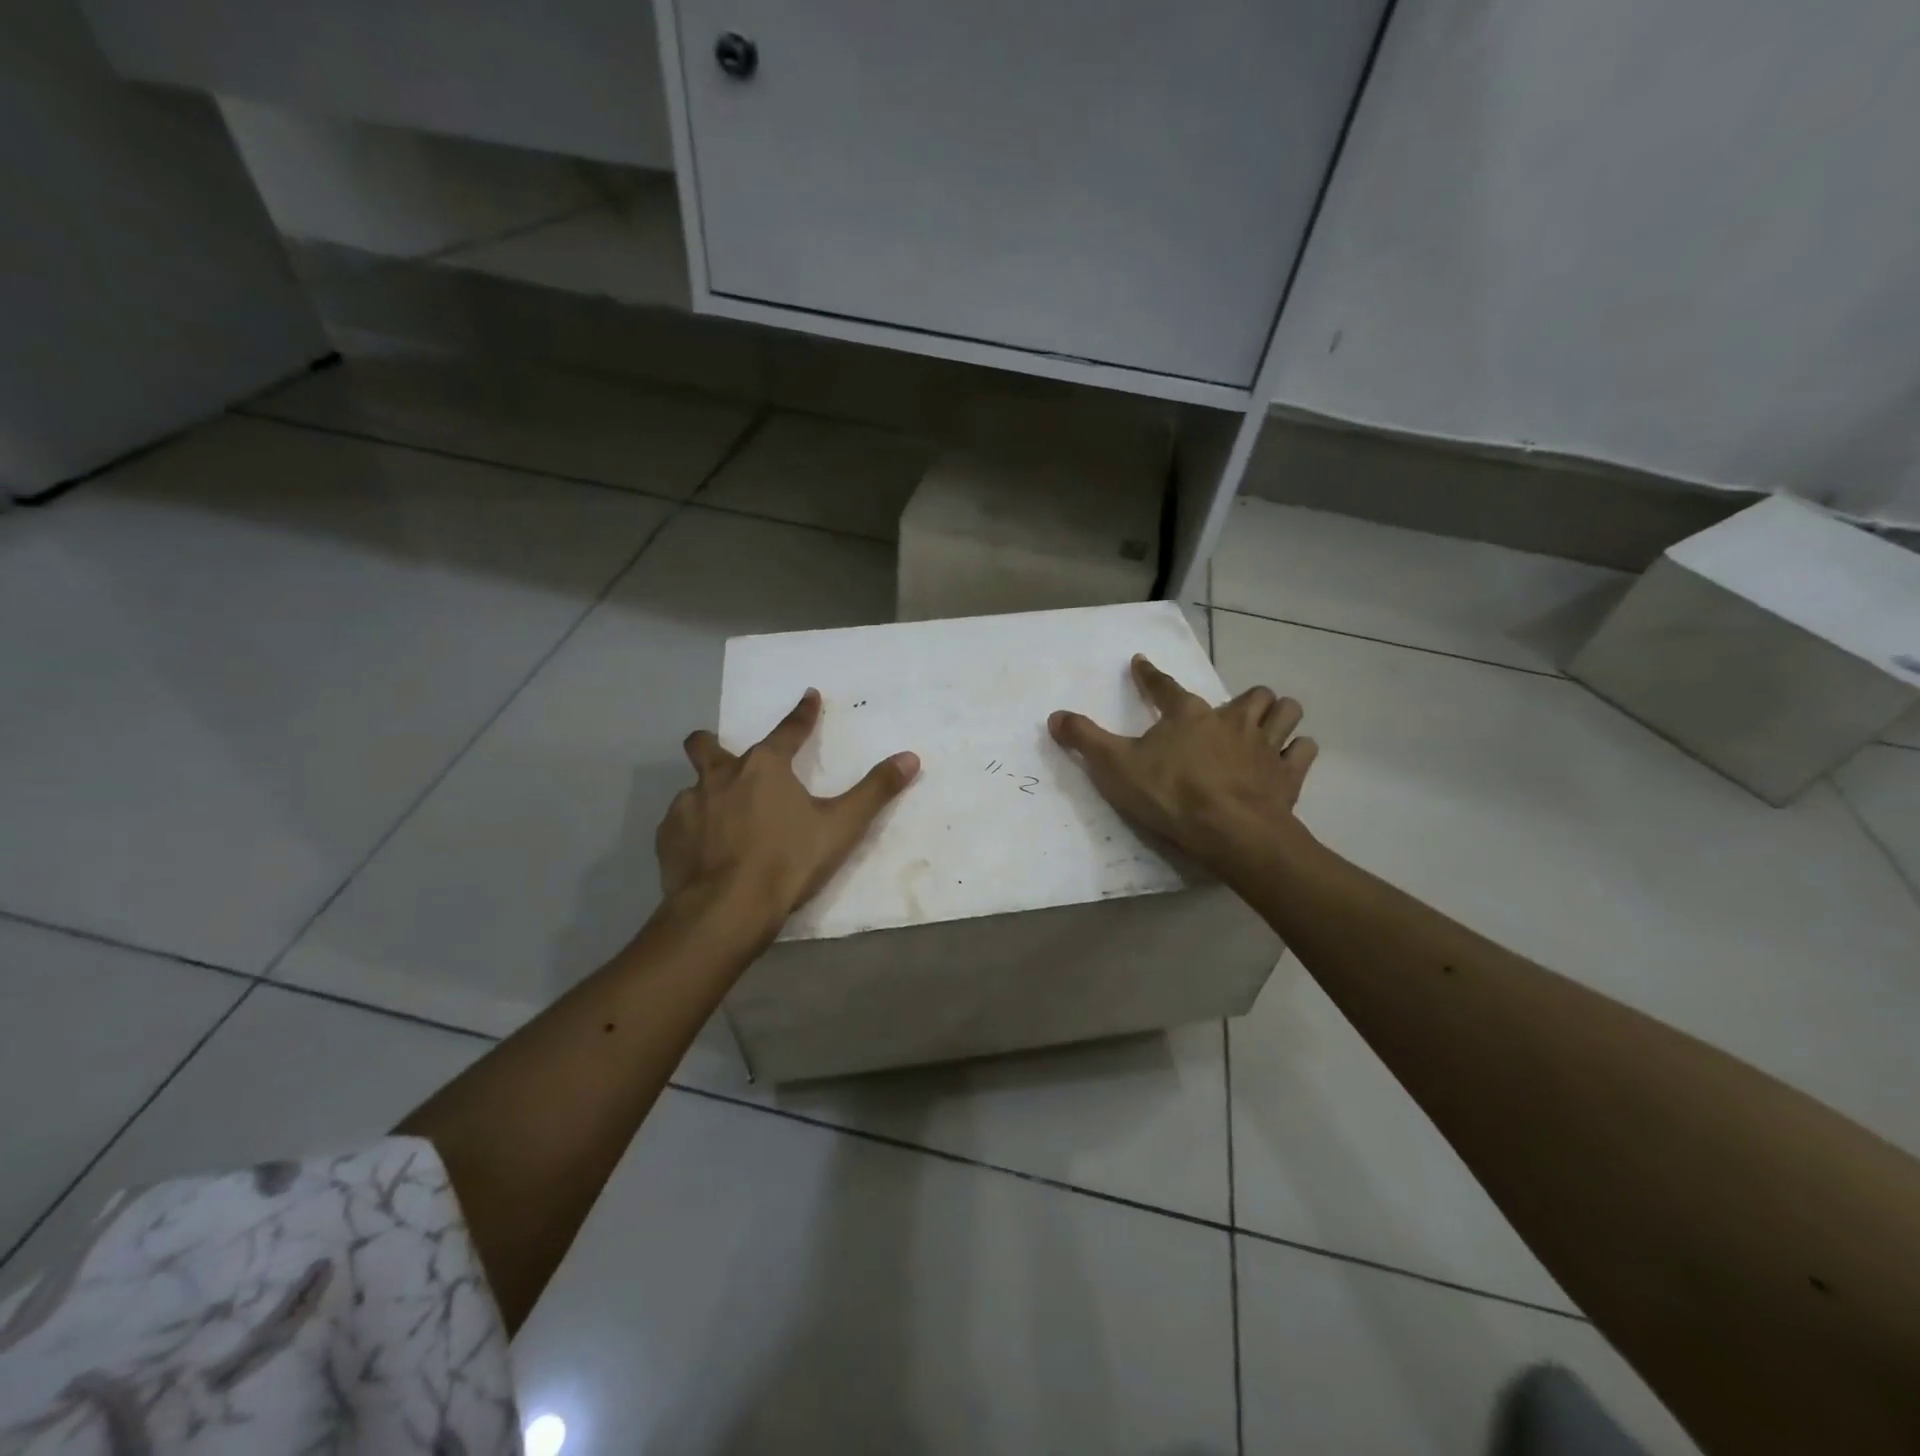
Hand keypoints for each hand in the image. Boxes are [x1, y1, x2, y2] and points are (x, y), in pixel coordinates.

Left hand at [658, 689, 918, 929]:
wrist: (725, 910)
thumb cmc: (788, 862)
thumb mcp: (841, 827)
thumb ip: (875, 790)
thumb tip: (910, 757)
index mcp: (765, 767)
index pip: (789, 729)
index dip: (803, 713)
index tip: (809, 696)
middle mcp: (721, 776)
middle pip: (706, 745)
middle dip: (713, 743)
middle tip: (728, 759)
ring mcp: (688, 805)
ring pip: (693, 787)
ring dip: (708, 795)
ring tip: (723, 822)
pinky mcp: (667, 837)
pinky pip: (679, 822)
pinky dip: (693, 829)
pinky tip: (704, 851)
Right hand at [1049, 655, 1318, 873]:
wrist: (1230, 831)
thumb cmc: (1170, 795)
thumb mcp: (1114, 767)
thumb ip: (1084, 739)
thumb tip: (1054, 716)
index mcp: (1187, 715)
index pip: (1163, 686)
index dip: (1149, 675)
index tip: (1142, 663)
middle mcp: (1231, 720)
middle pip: (1248, 695)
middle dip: (1242, 699)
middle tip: (1230, 713)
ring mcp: (1265, 745)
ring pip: (1285, 711)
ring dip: (1278, 715)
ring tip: (1267, 725)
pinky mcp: (1288, 775)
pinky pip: (1303, 751)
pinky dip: (1297, 751)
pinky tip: (1288, 759)